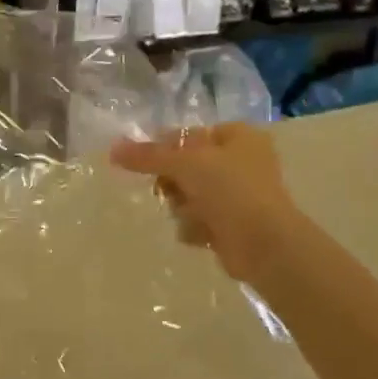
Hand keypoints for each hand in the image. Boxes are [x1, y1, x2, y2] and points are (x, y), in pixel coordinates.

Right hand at [111, 124, 303, 285]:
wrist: (265, 244)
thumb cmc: (230, 190)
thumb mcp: (185, 163)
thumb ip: (147, 156)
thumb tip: (112, 149)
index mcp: (239, 136)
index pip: (190, 134)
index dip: (166, 147)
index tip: (147, 162)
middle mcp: (241, 162)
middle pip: (186, 166)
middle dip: (173, 183)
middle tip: (168, 190)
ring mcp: (238, 195)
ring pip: (189, 195)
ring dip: (182, 207)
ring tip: (191, 215)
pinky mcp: (232, 225)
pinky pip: (198, 219)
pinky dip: (195, 226)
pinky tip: (202, 234)